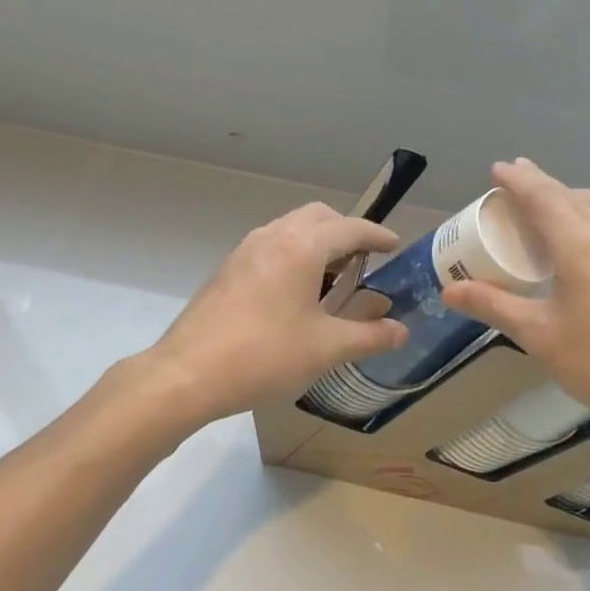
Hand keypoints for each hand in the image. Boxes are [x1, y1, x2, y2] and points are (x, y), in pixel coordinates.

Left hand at [147, 203, 408, 425]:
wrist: (187, 374)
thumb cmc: (264, 356)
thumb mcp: (326, 348)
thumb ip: (369, 336)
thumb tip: (402, 331)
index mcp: (301, 247)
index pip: (349, 228)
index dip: (377, 236)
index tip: (395, 246)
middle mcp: (272, 237)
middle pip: (318, 216)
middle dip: (346, 231)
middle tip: (365, 259)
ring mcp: (245, 251)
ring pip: (290, 228)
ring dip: (317, 241)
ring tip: (333, 275)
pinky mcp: (227, 270)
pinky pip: (270, 245)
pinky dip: (293, 253)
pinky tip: (296, 291)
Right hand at [442, 160, 589, 438]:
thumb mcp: (539, 335)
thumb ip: (493, 306)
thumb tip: (449, 291)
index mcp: (580, 244)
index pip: (543, 196)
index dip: (518, 180)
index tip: (498, 168)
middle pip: (573, 196)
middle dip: (543, 184)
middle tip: (517, 183)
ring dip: (574, 197)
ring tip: (555, 203)